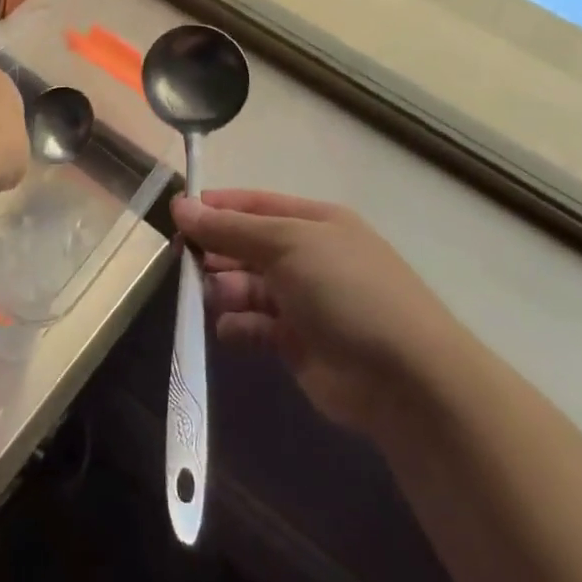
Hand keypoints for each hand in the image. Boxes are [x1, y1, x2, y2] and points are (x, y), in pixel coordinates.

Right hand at [173, 190, 459, 439]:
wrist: (403, 377)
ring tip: (213, 298)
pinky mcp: (297, 344)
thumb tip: (181, 206)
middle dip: (216, 250)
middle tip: (184, 261)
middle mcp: (307, 257)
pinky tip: (229, 329)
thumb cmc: (345, 289)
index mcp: (313, 222)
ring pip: (246, 286)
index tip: (178, 214)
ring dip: (224, 289)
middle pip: (247, 245)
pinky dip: (237, 326)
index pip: (255, 205)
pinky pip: (254, 325)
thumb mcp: (287, 244)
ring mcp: (303, 301)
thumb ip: (231, 228)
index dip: (217, 207)